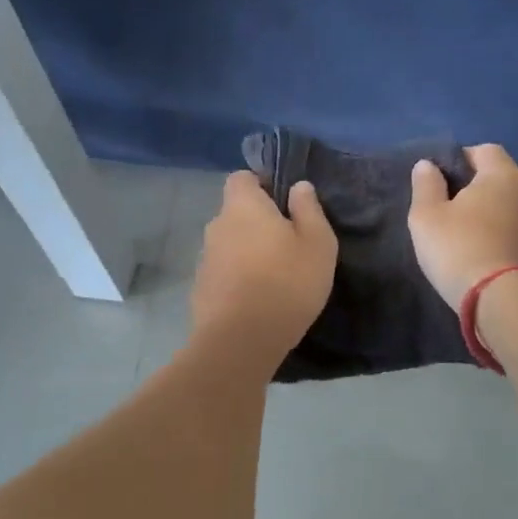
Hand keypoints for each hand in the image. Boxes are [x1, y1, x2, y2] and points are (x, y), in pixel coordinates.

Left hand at [192, 172, 337, 362]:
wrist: (241, 341)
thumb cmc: (287, 283)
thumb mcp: (317, 243)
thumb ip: (309, 209)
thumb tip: (299, 186)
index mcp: (242, 206)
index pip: (241, 177)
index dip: (262, 185)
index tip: (284, 204)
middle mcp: (217, 226)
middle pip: (236, 213)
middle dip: (257, 223)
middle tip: (287, 245)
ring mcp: (205, 259)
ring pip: (230, 244)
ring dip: (247, 253)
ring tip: (274, 277)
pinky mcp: (200, 289)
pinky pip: (223, 273)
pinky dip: (238, 279)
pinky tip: (257, 300)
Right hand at [408, 143, 517, 306]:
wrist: (500, 299)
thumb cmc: (459, 248)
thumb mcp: (427, 215)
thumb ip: (426, 185)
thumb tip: (428, 165)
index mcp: (502, 174)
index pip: (484, 150)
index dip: (459, 158)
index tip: (437, 179)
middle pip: (495, 176)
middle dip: (471, 185)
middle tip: (442, 204)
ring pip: (502, 203)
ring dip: (482, 210)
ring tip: (455, 228)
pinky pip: (508, 227)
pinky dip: (492, 230)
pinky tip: (473, 248)